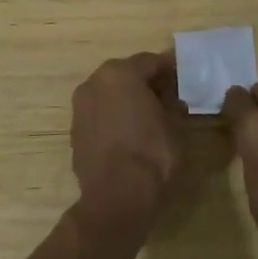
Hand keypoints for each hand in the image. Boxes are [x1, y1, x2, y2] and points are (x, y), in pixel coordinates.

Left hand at [71, 52, 187, 228]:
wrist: (116, 197)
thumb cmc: (152, 152)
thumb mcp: (175, 126)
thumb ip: (174, 105)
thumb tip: (173, 101)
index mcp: (121, 73)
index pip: (150, 61)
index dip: (169, 69)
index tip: (182, 76)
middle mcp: (95, 82)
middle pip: (126, 74)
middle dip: (146, 82)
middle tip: (167, 95)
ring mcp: (80, 107)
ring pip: (110, 94)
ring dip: (128, 100)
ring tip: (149, 115)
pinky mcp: (75, 131)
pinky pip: (100, 114)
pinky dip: (114, 117)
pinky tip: (130, 132)